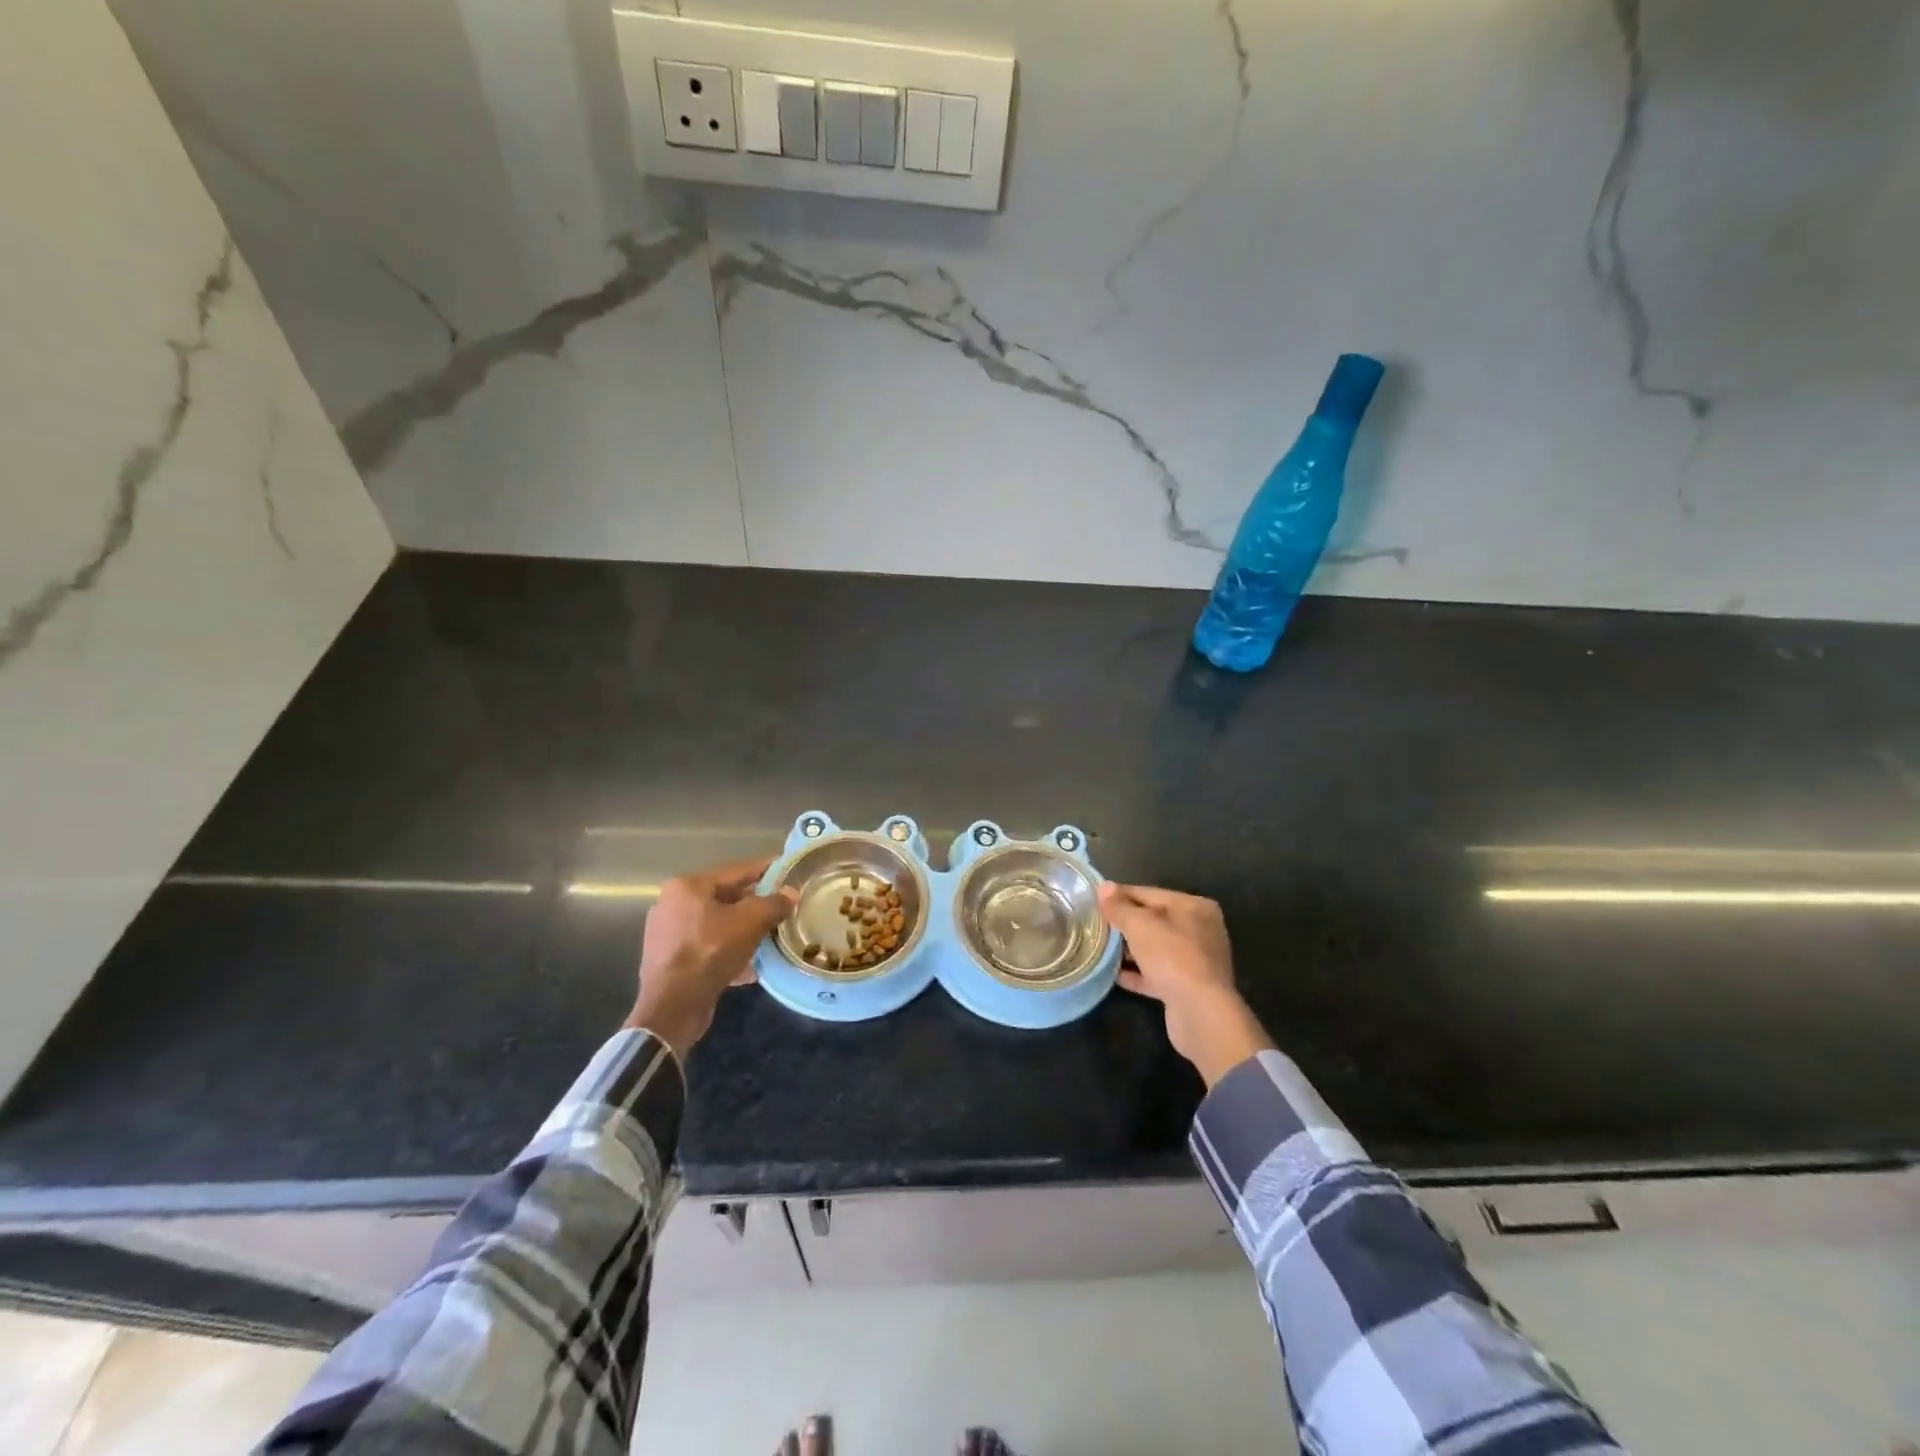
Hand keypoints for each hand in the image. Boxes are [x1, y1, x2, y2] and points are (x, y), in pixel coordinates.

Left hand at [627, 857, 796, 1059]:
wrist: (672, 1008)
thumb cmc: (709, 952)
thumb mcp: (749, 923)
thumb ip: (773, 903)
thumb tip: (791, 893)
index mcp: (687, 886)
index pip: (736, 871)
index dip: (765, 870)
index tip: (788, 871)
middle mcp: (672, 905)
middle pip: (725, 899)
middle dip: (756, 906)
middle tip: (783, 908)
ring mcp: (668, 934)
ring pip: (718, 926)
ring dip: (744, 932)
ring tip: (771, 938)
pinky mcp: (670, 961)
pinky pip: (708, 949)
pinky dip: (729, 954)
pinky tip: (750, 968)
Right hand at [1098, 882, 1273, 1086]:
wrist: (1200, 1013)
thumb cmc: (1172, 957)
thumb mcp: (1140, 925)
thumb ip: (1120, 906)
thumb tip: (1104, 887)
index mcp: (1194, 907)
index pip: (1149, 893)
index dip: (1120, 895)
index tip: (1093, 899)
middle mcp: (1199, 931)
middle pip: (1153, 921)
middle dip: (1124, 923)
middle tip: (1094, 925)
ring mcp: (1195, 962)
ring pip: (1154, 949)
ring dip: (1129, 949)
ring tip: (1099, 948)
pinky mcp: (1187, 988)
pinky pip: (1156, 974)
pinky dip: (1137, 973)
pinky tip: (1113, 975)